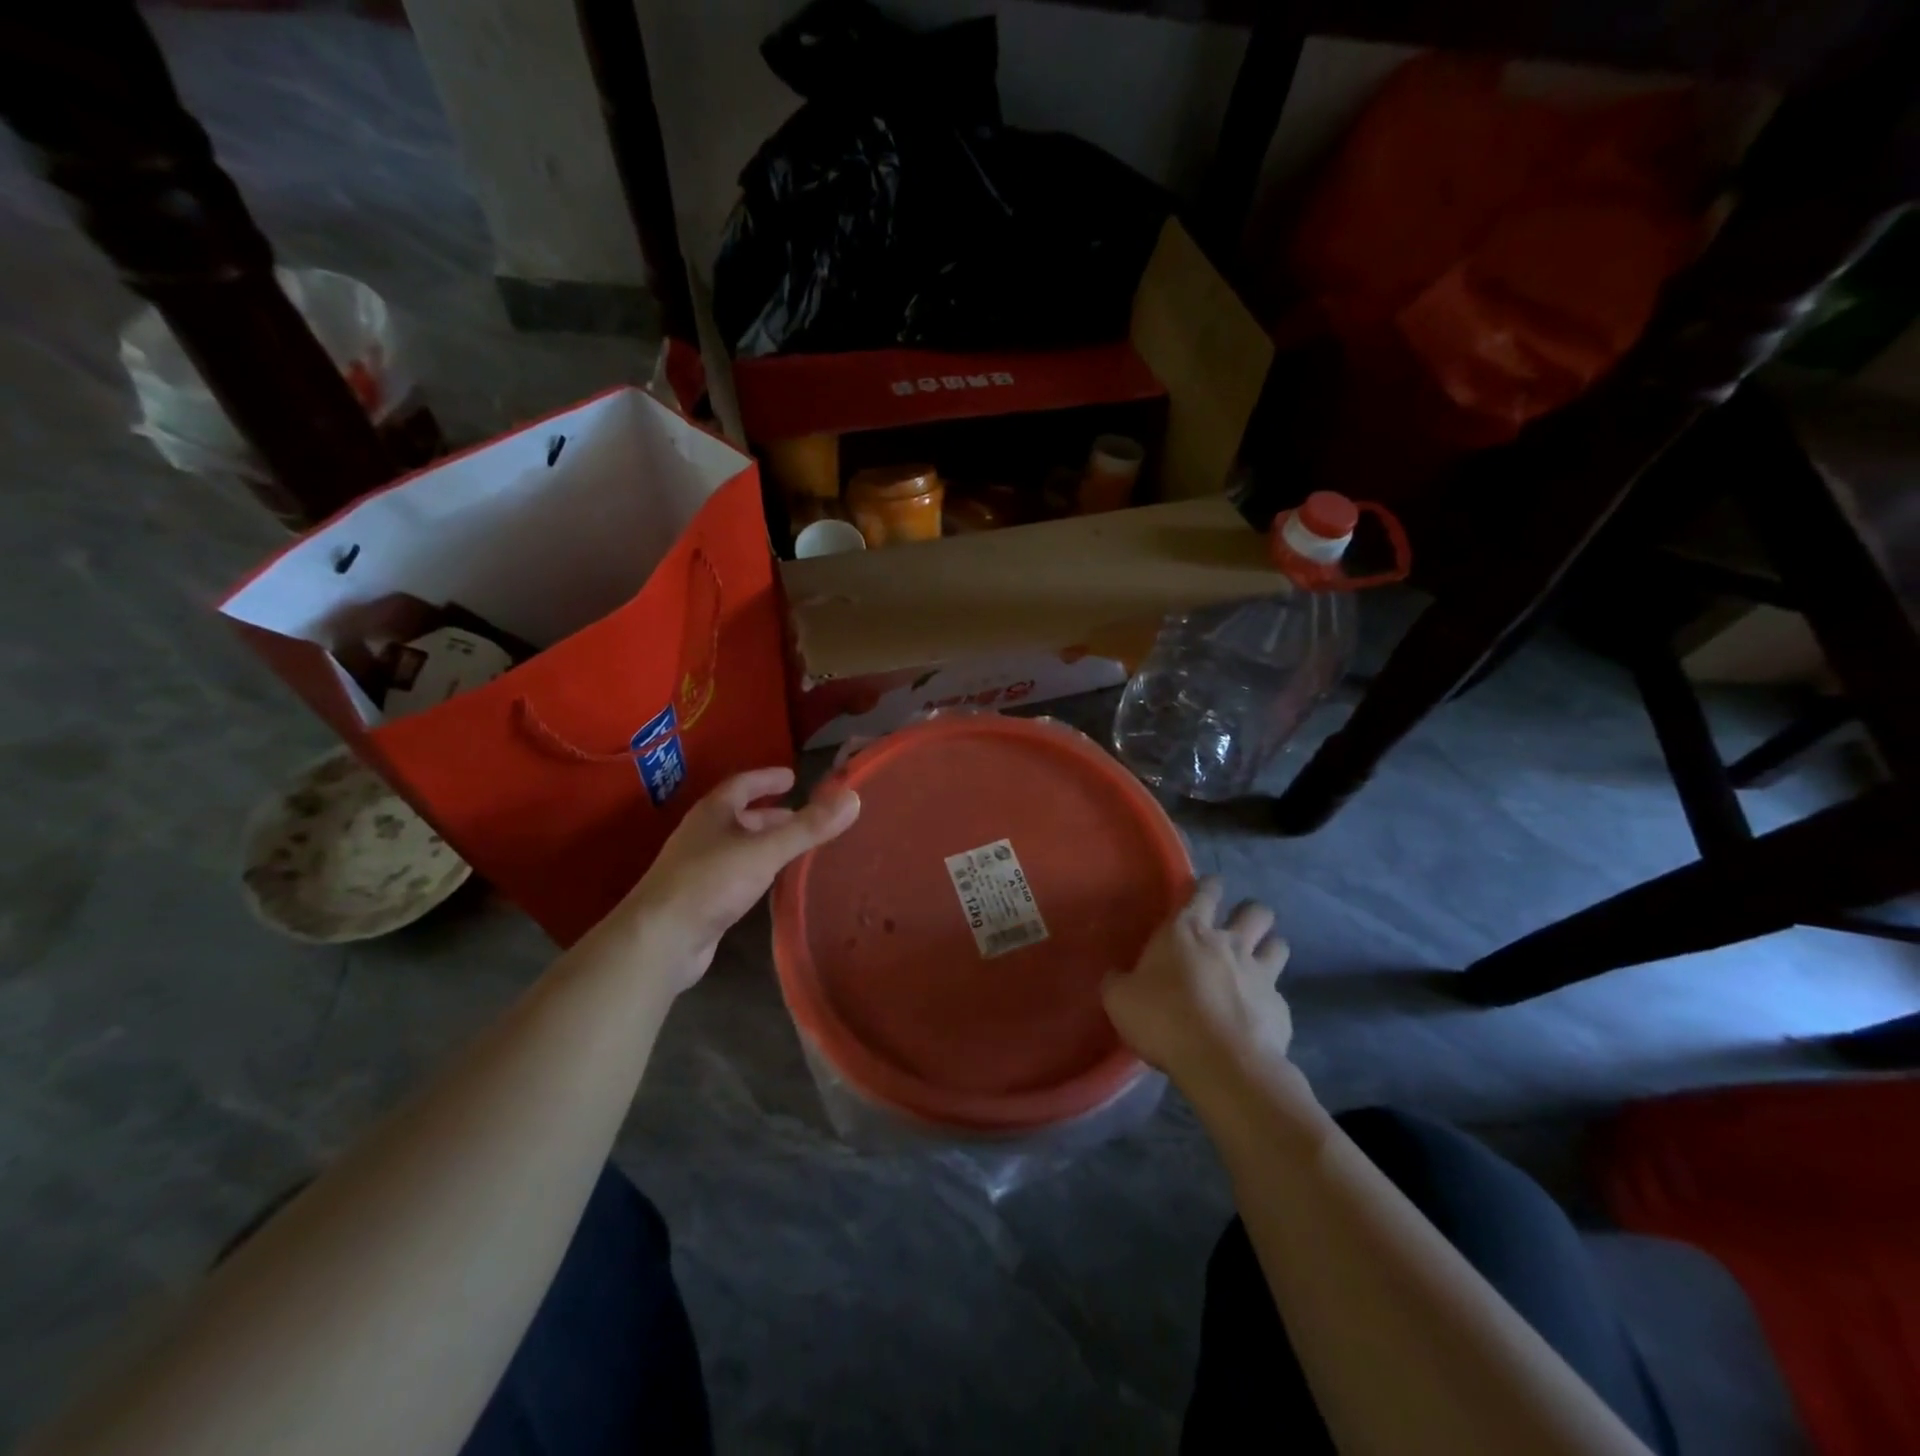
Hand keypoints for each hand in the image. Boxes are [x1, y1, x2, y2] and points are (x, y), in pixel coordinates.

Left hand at [616, 767, 859, 987]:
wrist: (659, 941)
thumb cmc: (710, 883)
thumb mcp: (765, 850)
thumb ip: (808, 827)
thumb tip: (853, 798)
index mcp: (712, 814)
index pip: (742, 784)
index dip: (767, 778)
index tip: (793, 776)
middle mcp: (703, 836)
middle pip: (740, 817)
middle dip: (771, 814)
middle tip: (804, 817)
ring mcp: (699, 869)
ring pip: (739, 847)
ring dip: (765, 843)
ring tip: (797, 848)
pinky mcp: (702, 901)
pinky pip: (736, 875)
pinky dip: (758, 871)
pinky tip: (774, 883)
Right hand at [1102, 878, 1291, 1089]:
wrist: (1220, 1062)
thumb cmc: (1163, 1019)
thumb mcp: (1120, 1000)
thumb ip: (1118, 982)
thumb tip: (1115, 977)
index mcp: (1186, 931)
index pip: (1204, 891)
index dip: (1209, 886)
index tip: (1209, 887)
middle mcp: (1228, 943)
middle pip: (1255, 911)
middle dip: (1250, 914)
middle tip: (1237, 927)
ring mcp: (1260, 973)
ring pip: (1278, 944)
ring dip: (1269, 948)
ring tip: (1258, 962)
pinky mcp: (1280, 1007)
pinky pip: (1278, 994)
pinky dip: (1269, 1000)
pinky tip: (1257, 1015)